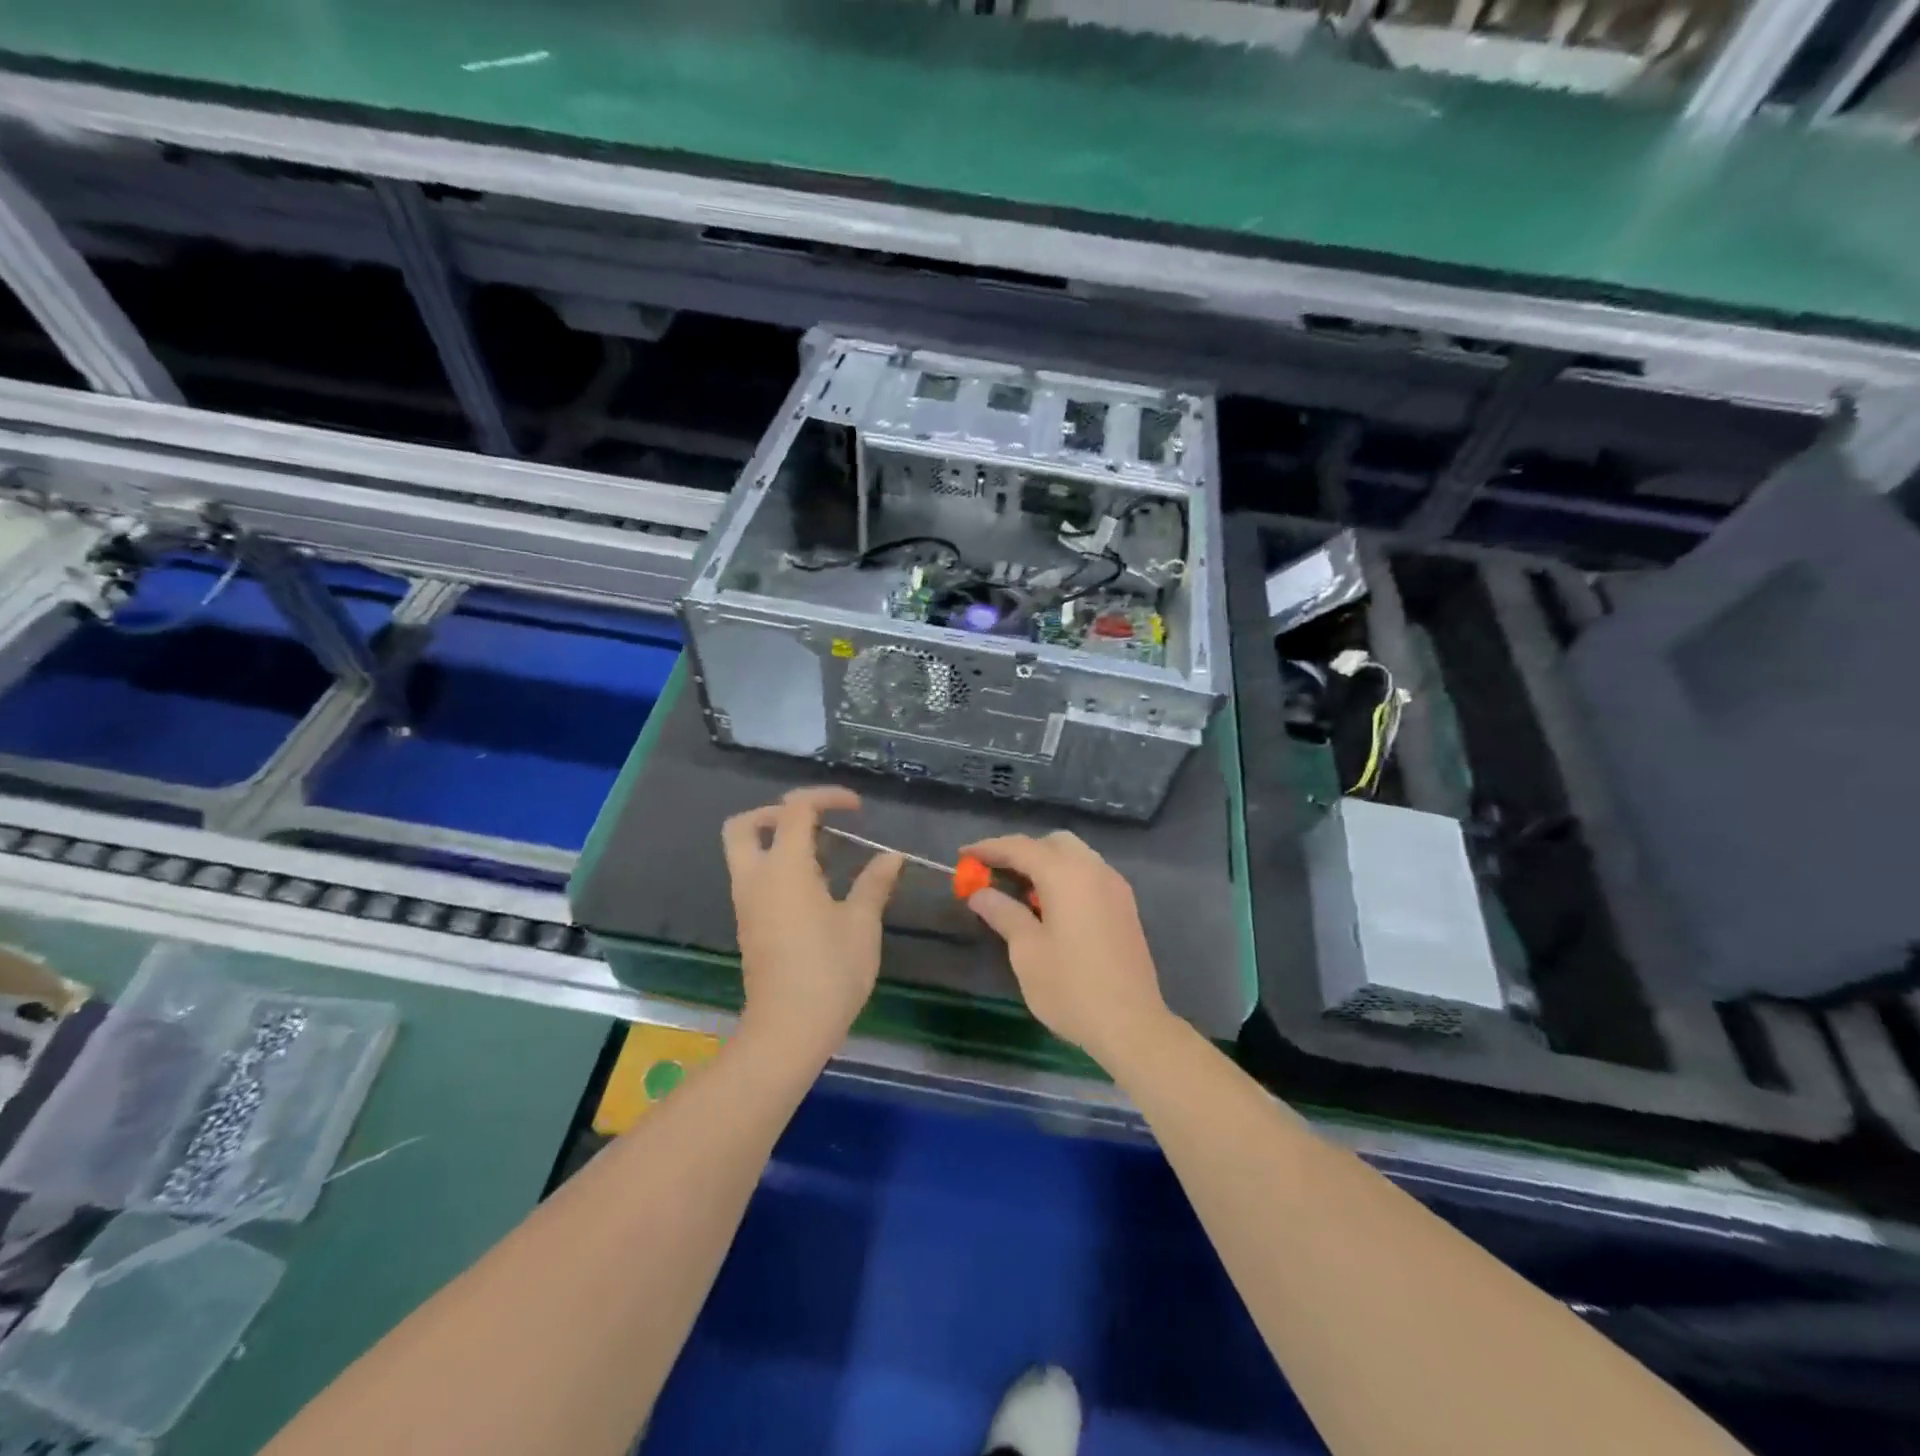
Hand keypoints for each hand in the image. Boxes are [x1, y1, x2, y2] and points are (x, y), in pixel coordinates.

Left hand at [722, 787, 903, 1057]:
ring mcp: (747, 903)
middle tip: (814, 823)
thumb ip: (875, 883)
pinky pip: (755, 878)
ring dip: (777, 840)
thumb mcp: (862, 923)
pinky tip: (815, 888)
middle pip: (745, 824)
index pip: (795, 809)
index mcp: (784, 867)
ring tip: (824, 855)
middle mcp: (755, 878)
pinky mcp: (749, 925)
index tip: (857, 808)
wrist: (788, 1030)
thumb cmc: (830, 971)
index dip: (826, 797)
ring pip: (745, 852)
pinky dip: (777, 867)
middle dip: (776, 812)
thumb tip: (892, 857)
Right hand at [963, 831, 1172, 1066]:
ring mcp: (1114, 886)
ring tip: (1020, 892)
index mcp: (1066, 874)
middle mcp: (1093, 869)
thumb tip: (980, 893)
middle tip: (994, 873)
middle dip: (1021, 851)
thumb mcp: (1027, 951)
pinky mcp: (1125, 906)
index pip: (1020, 847)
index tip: (963, 855)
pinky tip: (1051, 906)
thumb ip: (1003, 913)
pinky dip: (1066, 877)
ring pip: (1075, 856)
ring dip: (1045, 863)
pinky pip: (1089, 874)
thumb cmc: (1071, 988)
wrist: (1132, 1025)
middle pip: (1052, 843)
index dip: (988, 849)